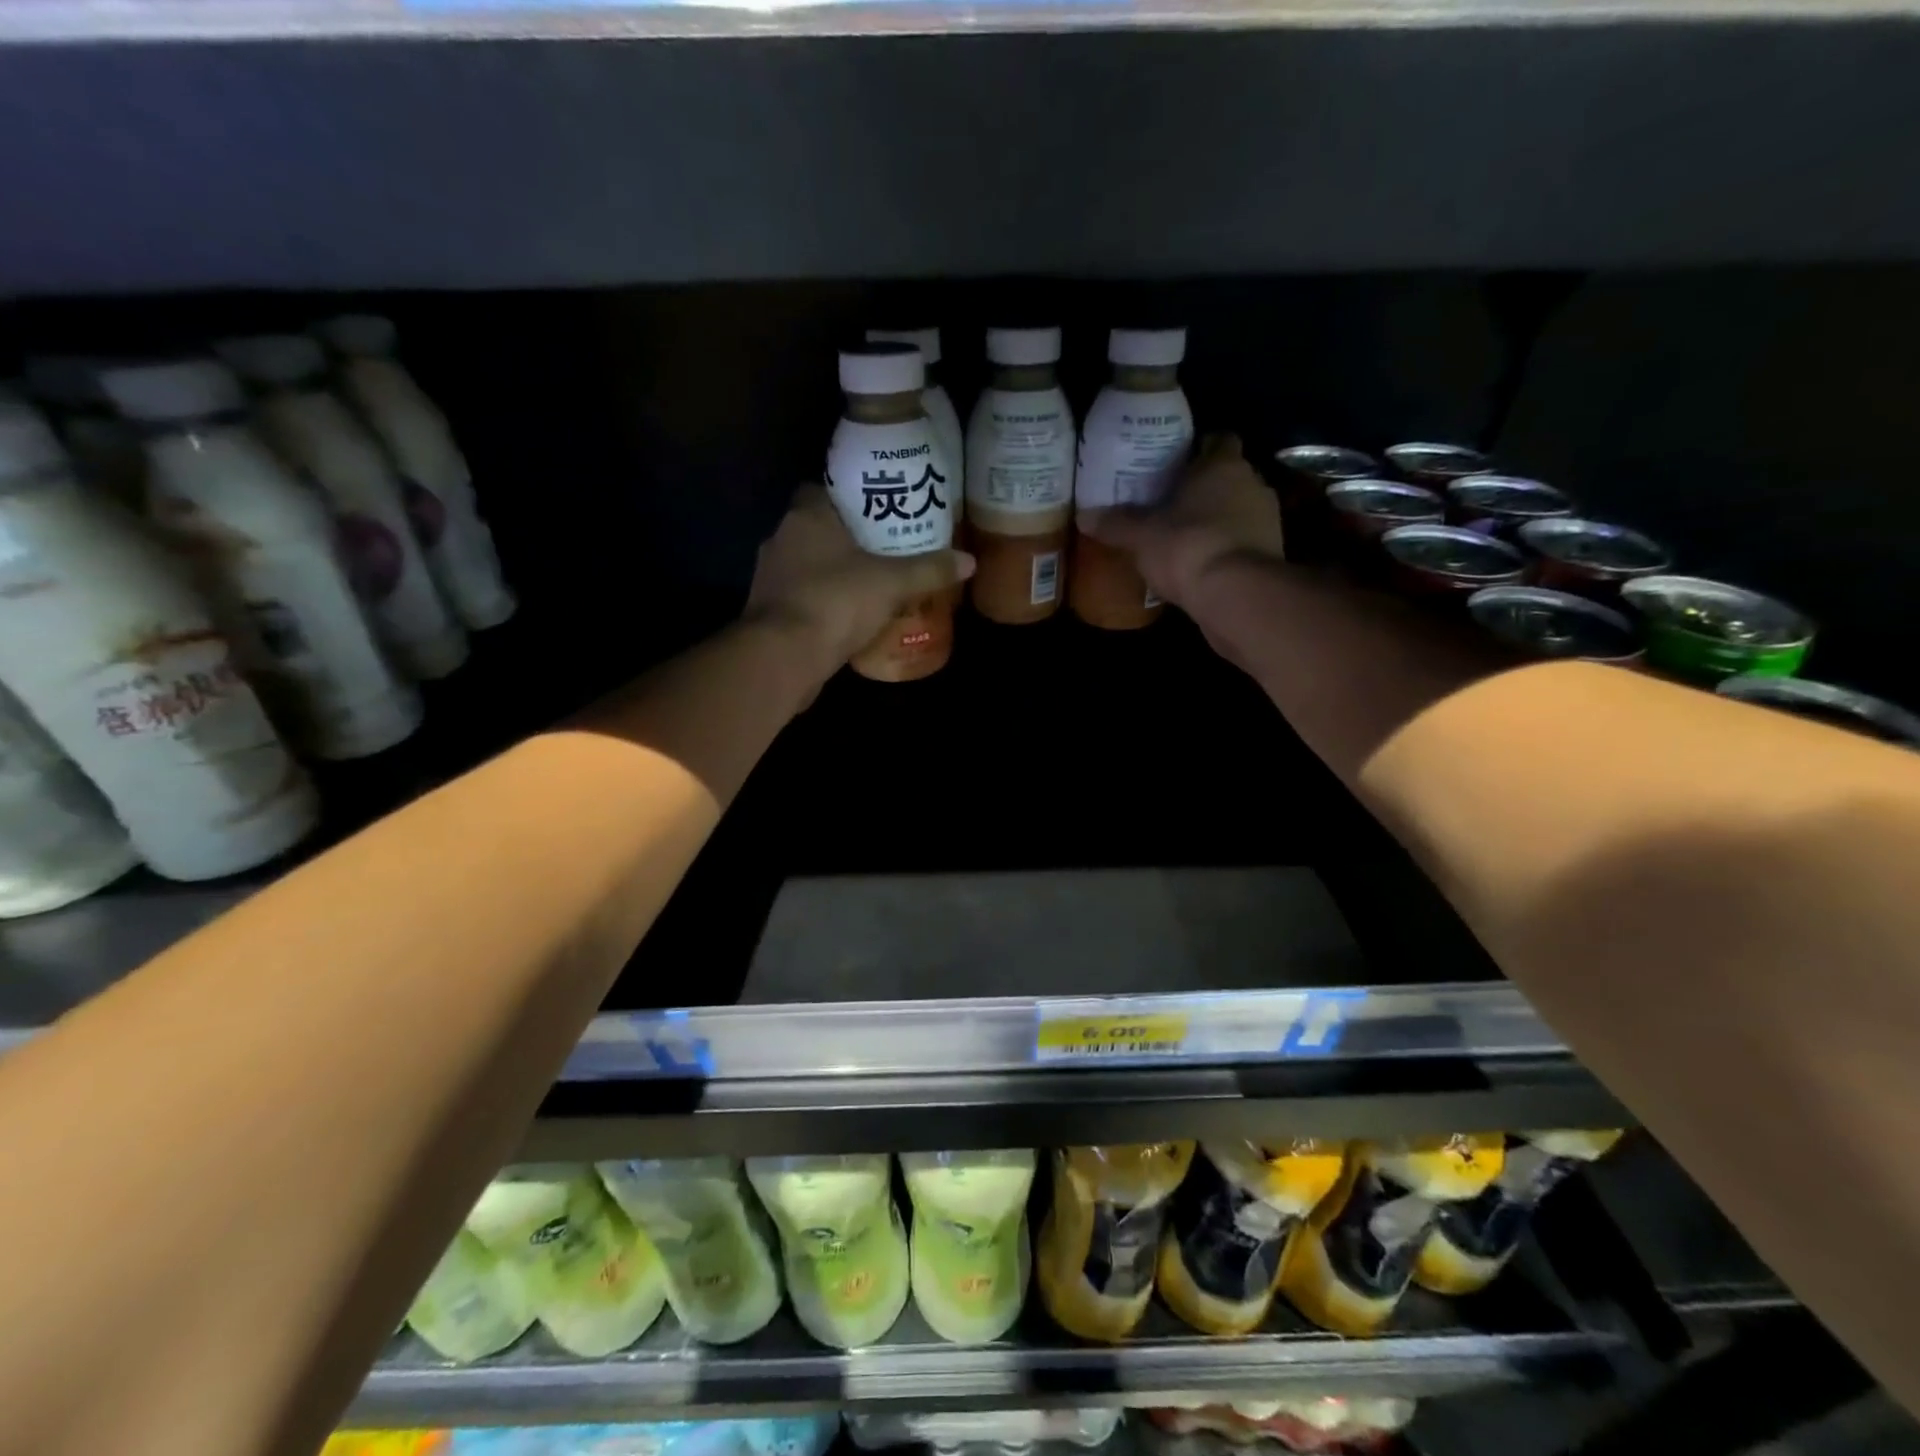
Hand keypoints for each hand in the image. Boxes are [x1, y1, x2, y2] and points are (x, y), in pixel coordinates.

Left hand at [746, 485, 974, 679]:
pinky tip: (848, 617)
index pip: (821, 490)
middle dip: (846, 539)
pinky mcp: (768, 612)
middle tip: (883, 550)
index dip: (848, 499)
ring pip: (807, 565)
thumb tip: (969, 561)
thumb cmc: (836, 601)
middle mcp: (781, 539)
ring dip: (832, 574)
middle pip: (816, 529)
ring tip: (870, 584)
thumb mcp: (892, 583)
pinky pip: (801, 598)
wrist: (784, 656)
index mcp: (806, 517)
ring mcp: (770, 577)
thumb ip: (929, 569)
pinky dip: (821, 603)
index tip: (877, 511)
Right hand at [1079, 435, 1284, 609]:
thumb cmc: (1187, 546)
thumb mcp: (1141, 536)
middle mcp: (1252, 483)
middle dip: (1204, 488)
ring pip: (1238, 510)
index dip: (1199, 450)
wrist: (1235, 595)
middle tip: (1172, 502)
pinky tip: (1201, 563)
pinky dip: (1226, 548)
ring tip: (1185, 536)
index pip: (1218, 441)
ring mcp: (1268, 519)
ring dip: (1218, 520)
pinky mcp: (1271, 553)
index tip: (1176, 464)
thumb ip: (1115, 524)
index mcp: (1223, 465)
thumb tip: (1083, 516)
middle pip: (1228, 476)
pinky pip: (1243, 541)